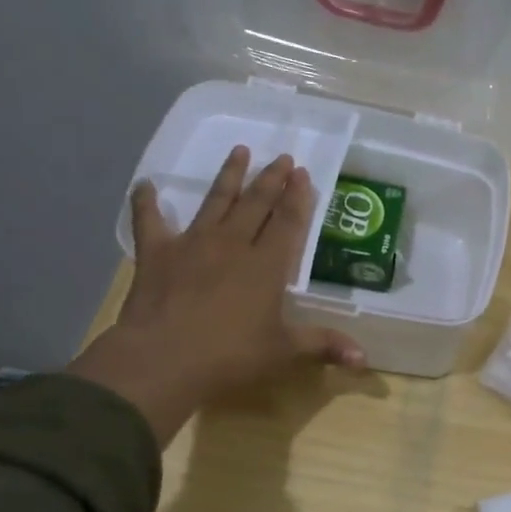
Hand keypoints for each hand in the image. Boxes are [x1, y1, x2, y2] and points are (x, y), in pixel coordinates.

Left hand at [68, 147, 365, 444]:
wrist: (161, 360)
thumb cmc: (229, 357)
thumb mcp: (283, 353)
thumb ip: (323, 346)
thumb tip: (364, 358)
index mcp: (266, 266)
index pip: (287, 222)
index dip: (298, 197)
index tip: (303, 173)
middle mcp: (232, 245)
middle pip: (256, 204)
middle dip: (271, 179)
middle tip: (282, 157)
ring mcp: (192, 244)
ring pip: (215, 201)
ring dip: (228, 176)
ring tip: (239, 151)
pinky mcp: (155, 254)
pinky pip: (149, 221)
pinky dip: (146, 202)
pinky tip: (146, 184)